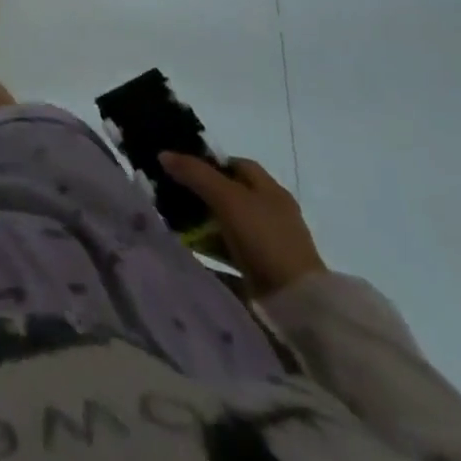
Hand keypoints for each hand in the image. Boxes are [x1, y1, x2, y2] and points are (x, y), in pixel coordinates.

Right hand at [160, 153, 327, 297]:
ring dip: (205, 227)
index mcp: (271, 191)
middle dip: (202, 196)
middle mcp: (273, 214)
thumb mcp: (227, 198)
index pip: (237, 165)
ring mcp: (270, 246)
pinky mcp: (265, 275)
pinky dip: (212, 253)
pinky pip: (231, 256)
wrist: (297, 306)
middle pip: (231, 196)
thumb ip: (195, 173)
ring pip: (229, 227)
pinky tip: (192, 254)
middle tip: (173, 199)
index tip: (182, 170)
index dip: (210, 163)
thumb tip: (163, 154)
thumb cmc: (265, 239)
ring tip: (176, 228)